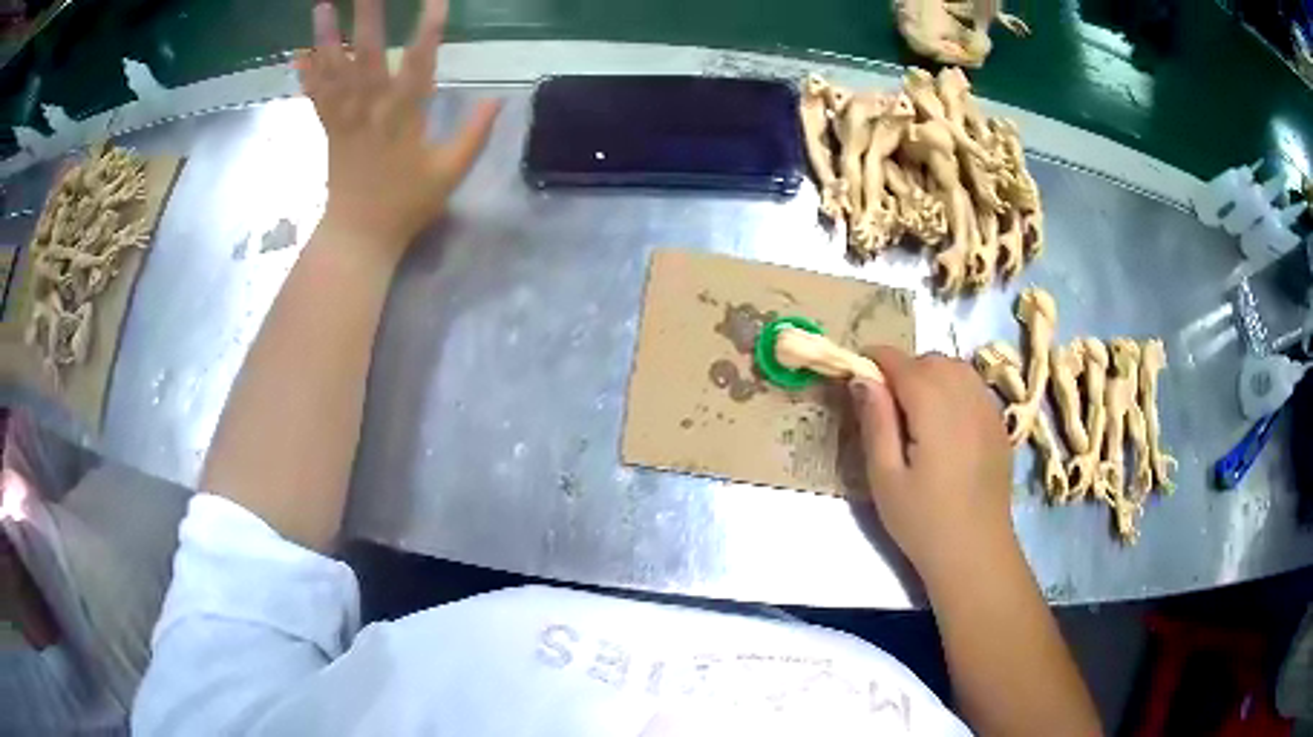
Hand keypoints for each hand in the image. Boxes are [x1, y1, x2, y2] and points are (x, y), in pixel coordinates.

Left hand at [296, 0, 499, 255]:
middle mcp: (370, 111)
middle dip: (367, 19)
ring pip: (334, 72)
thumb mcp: (451, 173)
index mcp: (403, 119)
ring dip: (327, 37)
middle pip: (367, 57)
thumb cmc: (407, 205)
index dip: (428, 30)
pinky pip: (315, 96)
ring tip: (322, 5)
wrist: (359, 235)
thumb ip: (474, 134)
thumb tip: (499, 98)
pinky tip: (299, 49)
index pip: (418, 65)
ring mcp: (344, 118)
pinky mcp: (328, 128)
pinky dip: (306, 72)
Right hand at [849, 347, 1015, 582]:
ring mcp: (988, 408)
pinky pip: (973, 386)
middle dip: (903, 369)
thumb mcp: (885, 476)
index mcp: (933, 405)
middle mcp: (965, 395)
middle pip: (930, 360)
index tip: (856, 376)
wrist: (976, 552)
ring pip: (955, 368)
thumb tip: (862, 377)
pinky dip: (954, 388)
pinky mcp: (999, 424)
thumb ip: (875, 421)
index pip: (900, 361)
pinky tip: (945, 423)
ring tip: (916, 413)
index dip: (875, 360)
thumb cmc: (923, 520)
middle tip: (885, 407)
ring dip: (931, 375)